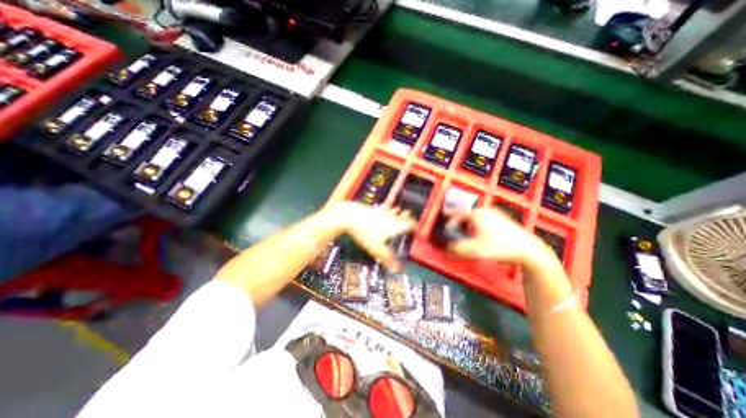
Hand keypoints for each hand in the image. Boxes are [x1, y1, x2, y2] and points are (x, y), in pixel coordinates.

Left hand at [329, 201, 416, 266]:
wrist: (350, 216)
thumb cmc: (364, 233)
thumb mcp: (376, 249)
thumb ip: (387, 258)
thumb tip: (398, 269)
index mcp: (394, 227)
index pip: (409, 224)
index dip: (414, 225)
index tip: (417, 226)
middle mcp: (390, 218)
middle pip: (402, 217)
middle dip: (406, 217)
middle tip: (409, 216)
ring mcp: (381, 212)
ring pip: (393, 211)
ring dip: (398, 212)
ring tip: (400, 210)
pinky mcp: (373, 209)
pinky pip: (383, 209)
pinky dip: (387, 209)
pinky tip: (384, 209)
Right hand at [446, 207, 549, 265]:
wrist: (528, 250)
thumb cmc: (501, 247)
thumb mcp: (475, 249)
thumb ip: (458, 249)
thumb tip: (447, 249)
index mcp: (477, 214)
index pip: (458, 215)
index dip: (450, 222)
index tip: (446, 230)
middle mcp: (486, 211)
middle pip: (466, 213)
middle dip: (457, 219)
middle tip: (451, 224)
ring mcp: (496, 215)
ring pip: (475, 216)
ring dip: (467, 222)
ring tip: (463, 229)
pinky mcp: (504, 221)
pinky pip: (484, 219)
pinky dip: (476, 224)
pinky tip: (478, 232)